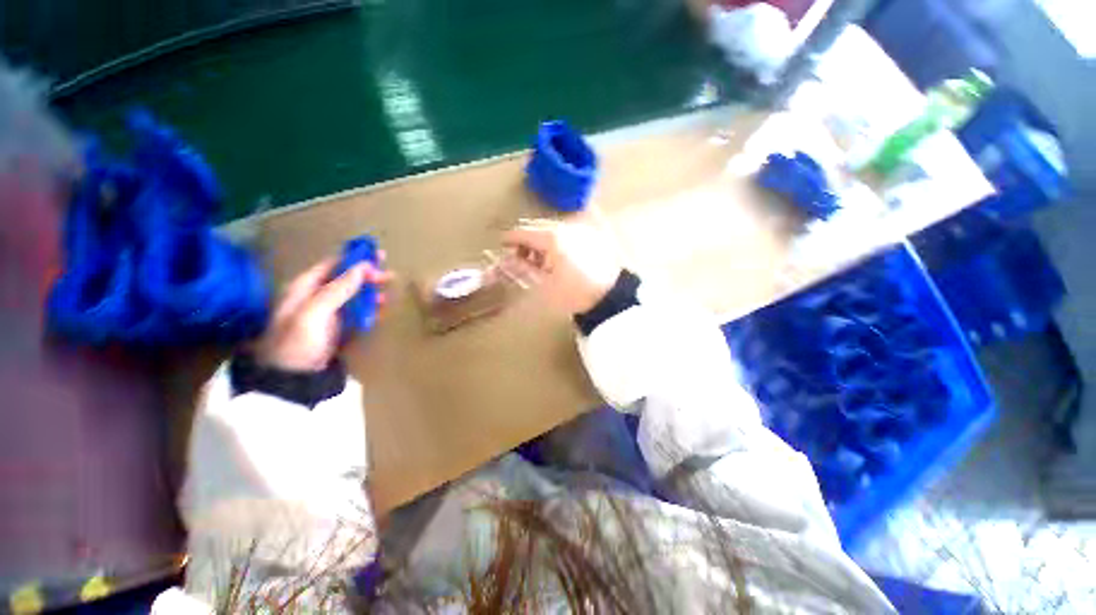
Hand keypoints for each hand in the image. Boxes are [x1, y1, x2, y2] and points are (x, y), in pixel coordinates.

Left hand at [255, 256, 392, 371]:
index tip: (377, 256)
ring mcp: (327, 313)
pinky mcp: (337, 327)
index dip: (353, 259)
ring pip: (353, 295)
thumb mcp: (315, 313)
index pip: (331, 265)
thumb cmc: (299, 342)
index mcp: (304, 288)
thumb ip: (338, 289)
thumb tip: (362, 267)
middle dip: (367, 276)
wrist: (293, 379)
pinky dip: (369, 308)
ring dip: (371, 292)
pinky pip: (356, 312)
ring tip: (387, 294)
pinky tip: (380, 308)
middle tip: (389, 276)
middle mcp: (316, 296)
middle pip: (345, 279)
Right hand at [502, 219, 621, 314]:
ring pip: (552, 230)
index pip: (524, 232)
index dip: (510, 239)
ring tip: (540, 263)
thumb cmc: (574, 293)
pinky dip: (556, 243)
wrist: (609, 297)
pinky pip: (566, 234)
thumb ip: (524, 269)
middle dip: (526, 242)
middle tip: (520, 258)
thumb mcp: (544, 284)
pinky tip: (557, 258)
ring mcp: (579, 230)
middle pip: (538, 228)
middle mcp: (566, 227)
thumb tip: (505, 261)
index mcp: (552, 238)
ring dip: (541, 242)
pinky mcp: (590, 236)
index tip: (501, 246)